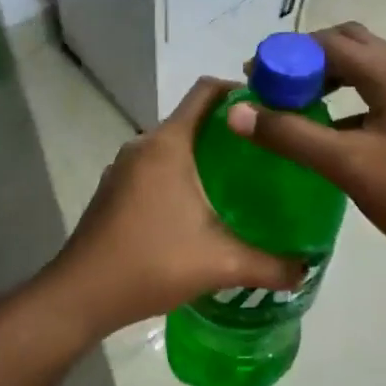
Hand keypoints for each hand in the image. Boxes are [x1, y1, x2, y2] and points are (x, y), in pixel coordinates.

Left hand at [42, 78, 304, 338]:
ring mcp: (123, 167)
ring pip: (173, 145)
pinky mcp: (114, 189)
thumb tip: (306, 269)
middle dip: (229, 129)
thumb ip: (269, 265)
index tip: (271, 108)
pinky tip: (200, 208)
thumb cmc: (151, 263)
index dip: (240, 90)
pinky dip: (181, 173)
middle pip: (192, 118)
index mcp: (168, 144)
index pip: (206, 91)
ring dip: (204, 154)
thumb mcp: (219, 263)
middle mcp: (143, 145)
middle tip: (266, 152)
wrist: (80, 295)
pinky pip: (155, 166)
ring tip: (240, 180)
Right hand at [226, 23, 385, 279]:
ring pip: (365, 73)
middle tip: (274, 83)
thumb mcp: (348, 165)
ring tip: (293, 104)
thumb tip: (236, 111)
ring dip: (328, 79)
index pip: (332, 43)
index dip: (288, 52)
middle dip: (309, 58)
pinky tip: (327, 134)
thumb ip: (291, 135)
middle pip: (352, 46)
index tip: (254, 74)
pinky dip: (346, 104)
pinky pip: (376, 99)